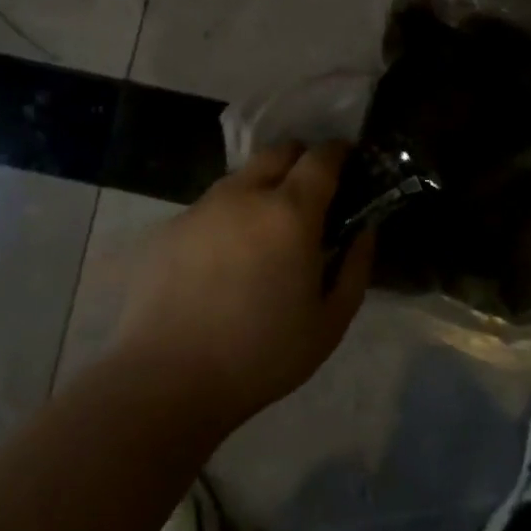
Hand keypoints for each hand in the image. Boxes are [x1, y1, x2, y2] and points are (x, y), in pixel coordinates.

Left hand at [115, 142, 372, 428]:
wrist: (165, 378)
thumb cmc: (261, 355)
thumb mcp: (329, 322)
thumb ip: (356, 267)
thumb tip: (364, 229)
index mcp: (290, 212)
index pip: (321, 156)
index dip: (339, 152)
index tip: (349, 162)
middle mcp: (245, 194)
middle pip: (279, 152)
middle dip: (301, 160)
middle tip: (311, 195)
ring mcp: (202, 206)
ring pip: (242, 177)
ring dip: (262, 188)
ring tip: (264, 232)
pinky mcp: (170, 226)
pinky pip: (210, 207)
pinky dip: (228, 217)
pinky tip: (223, 261)